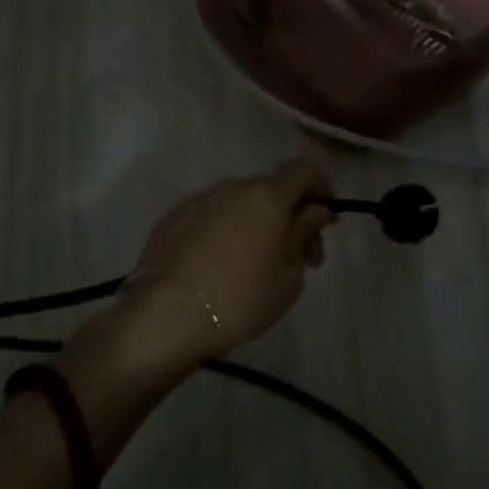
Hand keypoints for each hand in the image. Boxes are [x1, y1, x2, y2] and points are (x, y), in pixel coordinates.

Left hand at [117, 157, 336, 364]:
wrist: (164, 319)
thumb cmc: (240, 300)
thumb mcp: (289, 277)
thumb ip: (304, 235)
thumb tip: (314, 211)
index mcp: (268, 196)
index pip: (305, 169)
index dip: (322, 188)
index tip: (324, 222)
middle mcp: (233, 188)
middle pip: (273, 189)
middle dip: (290, 215)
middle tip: (298, 258)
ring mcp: (199, 201)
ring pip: (240, 202)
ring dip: (256, 223)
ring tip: (254, 265)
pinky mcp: (171, 219)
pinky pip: (211, 216)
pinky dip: (224, 231)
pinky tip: (218, 265)